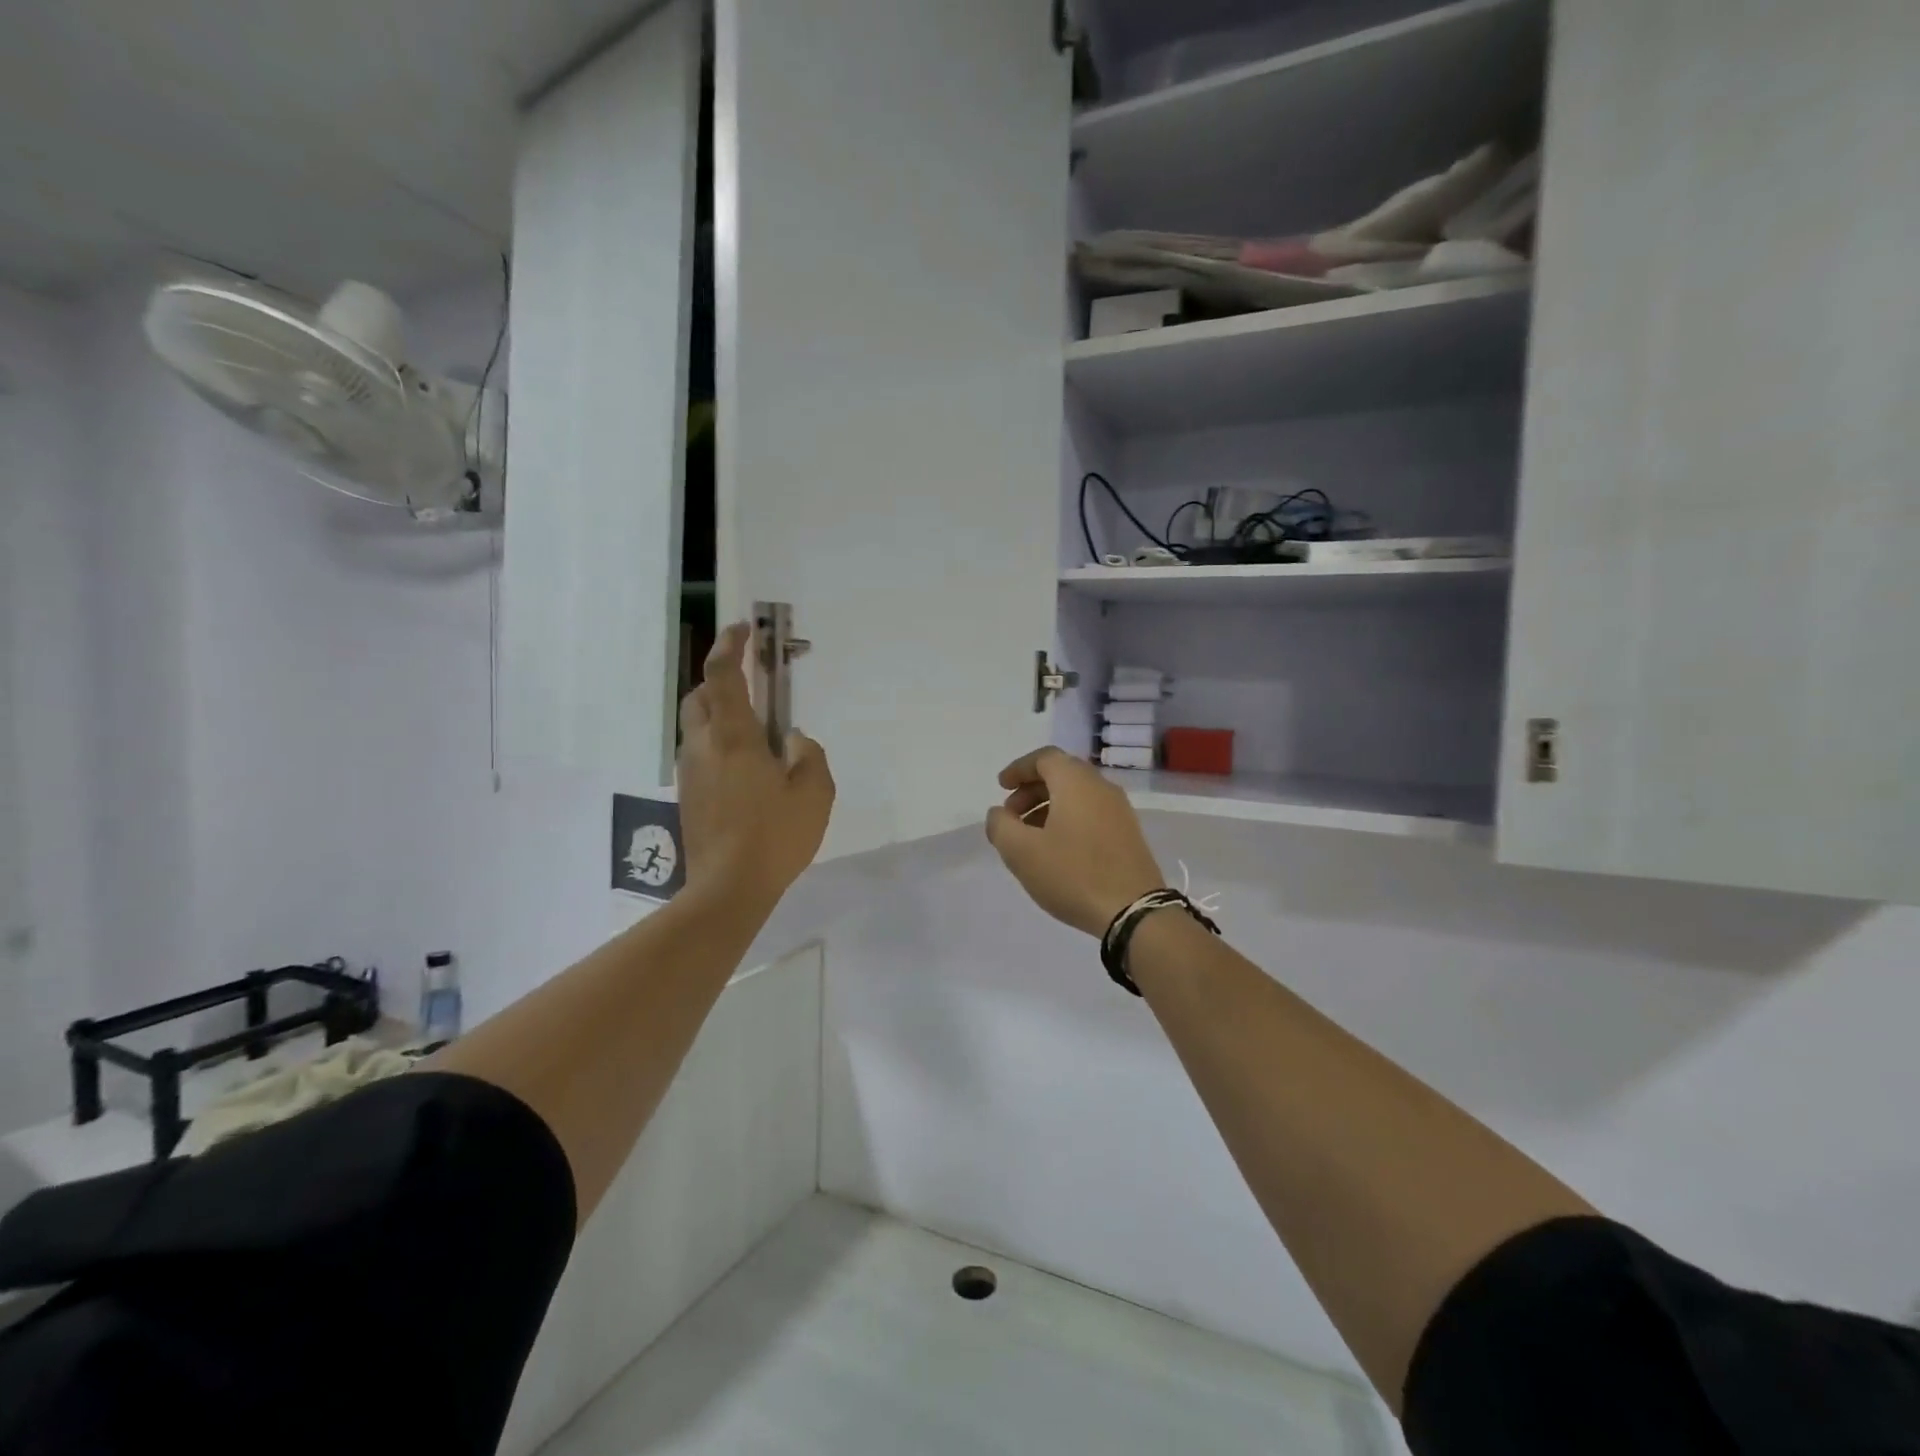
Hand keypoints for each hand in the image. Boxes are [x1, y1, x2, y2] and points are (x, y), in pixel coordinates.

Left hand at [678, 623, 834, 906]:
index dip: (730, 645)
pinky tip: (745, 770)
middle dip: (720, 679)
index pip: (722, 675)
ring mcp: (690, 773)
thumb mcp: (814, 793)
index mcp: (733, 737)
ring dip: (718, 713)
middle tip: (752, 685)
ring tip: (754, 732)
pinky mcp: (687, 796)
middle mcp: (703, 746)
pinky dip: (717, 744)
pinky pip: (699, 753)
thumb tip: (791, 740)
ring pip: (696, 725)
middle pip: (700, 696)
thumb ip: (808, 755)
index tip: (743, 629)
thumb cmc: (775, 836)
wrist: (727, 889)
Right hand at [984, 747, 1165, 937]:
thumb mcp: (1021, 852)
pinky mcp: (1128, 833)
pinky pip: (1091, 813)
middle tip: (1011, 815)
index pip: (1044, 758)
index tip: (1001, 786)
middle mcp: (1101, 787)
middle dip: (1031, 789)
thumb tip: (1000, 814)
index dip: (1019, 768)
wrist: (1133, 911)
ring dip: (1049, 806)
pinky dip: (1068, 819)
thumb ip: (1001, 826)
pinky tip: (1056, 849)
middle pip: (1062, 774)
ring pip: (1077, 795)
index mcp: (1076, 782)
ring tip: (1029, 836)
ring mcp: (1119, 810)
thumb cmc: (1073, 874)